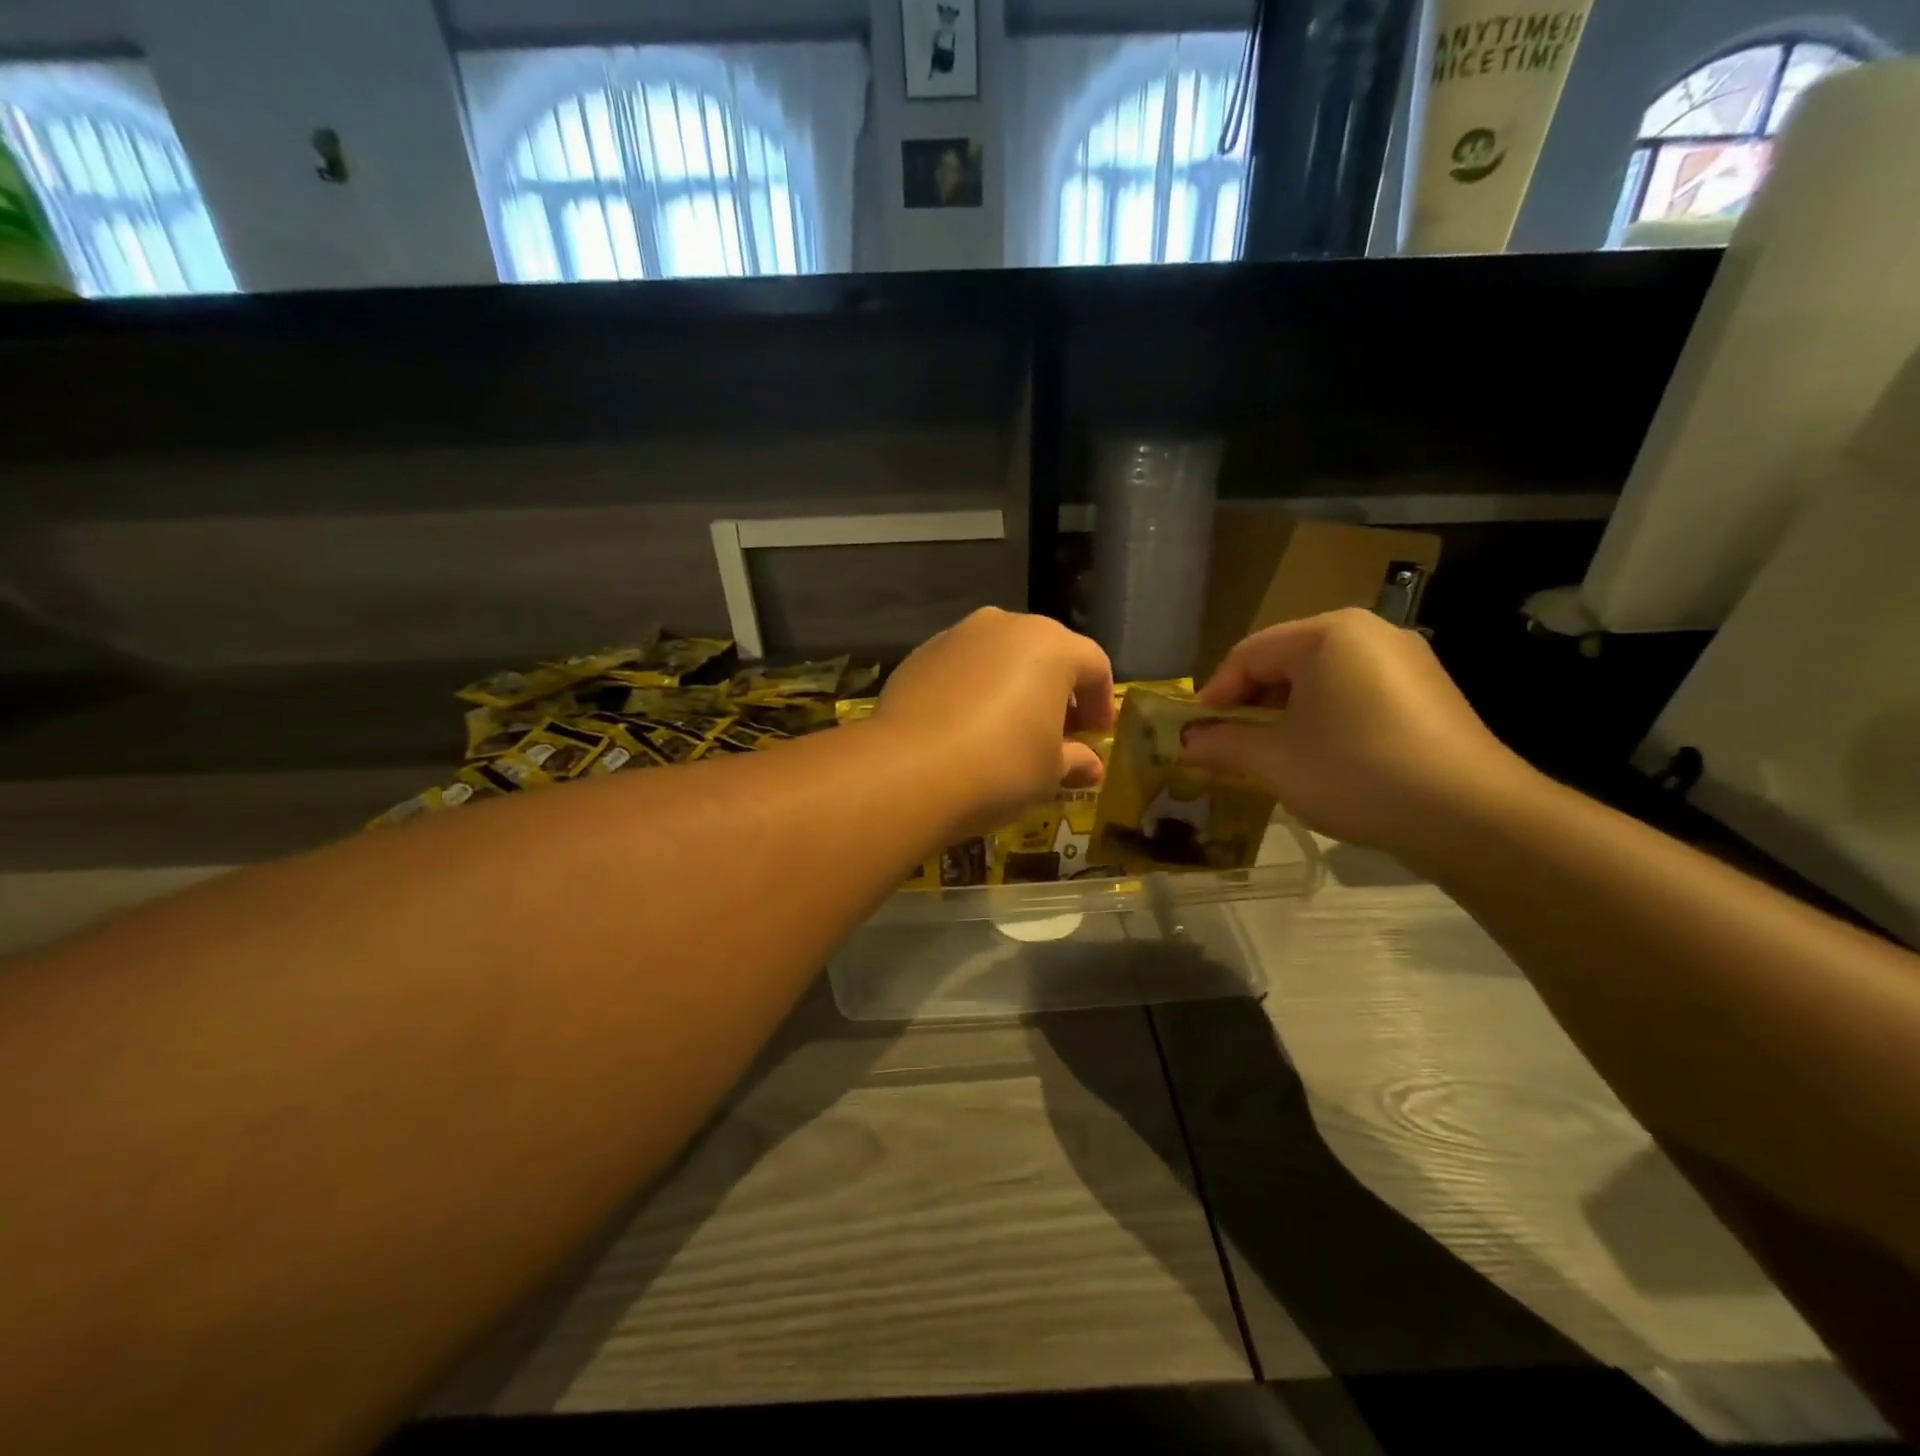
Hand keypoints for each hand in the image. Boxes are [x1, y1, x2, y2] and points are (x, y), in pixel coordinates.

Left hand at [876, 608, 1114, 835]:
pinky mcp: (919, 655)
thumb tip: (1090, 765)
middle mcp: (1005, 626)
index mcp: (1051, 645)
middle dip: (1057, 690)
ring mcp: (957, 636)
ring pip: (999, 655)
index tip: (1097, 734)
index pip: (1094, 666)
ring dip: (1013, 685)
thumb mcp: (1049, 771)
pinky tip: (966, 726)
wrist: (909, 770)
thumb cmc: (1000, 766)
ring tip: (1009, 727)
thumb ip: (1075, 759)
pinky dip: (973, 688)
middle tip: (1058, 731)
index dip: (1101, 701)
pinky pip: (961, 668)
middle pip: (1045, 652)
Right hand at [1180, 609, 1535, 855]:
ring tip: (1270, 757)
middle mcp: (1369, 632)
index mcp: (1328, 633)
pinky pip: (1356, 695)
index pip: (1248, 655)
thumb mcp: (1274, 761)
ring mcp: (1406, 661)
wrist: (1472, 816)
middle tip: (1228, 748)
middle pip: (1285, 662)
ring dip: (1286, 716)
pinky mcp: (1428, 692)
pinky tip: (1320, 759)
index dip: (1214, 696)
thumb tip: (1185, 743)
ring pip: (1322, 681)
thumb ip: (1222, 744)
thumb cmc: (1355, 772)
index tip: (1195, 736)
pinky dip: (1325, 720)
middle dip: (1251, 707)